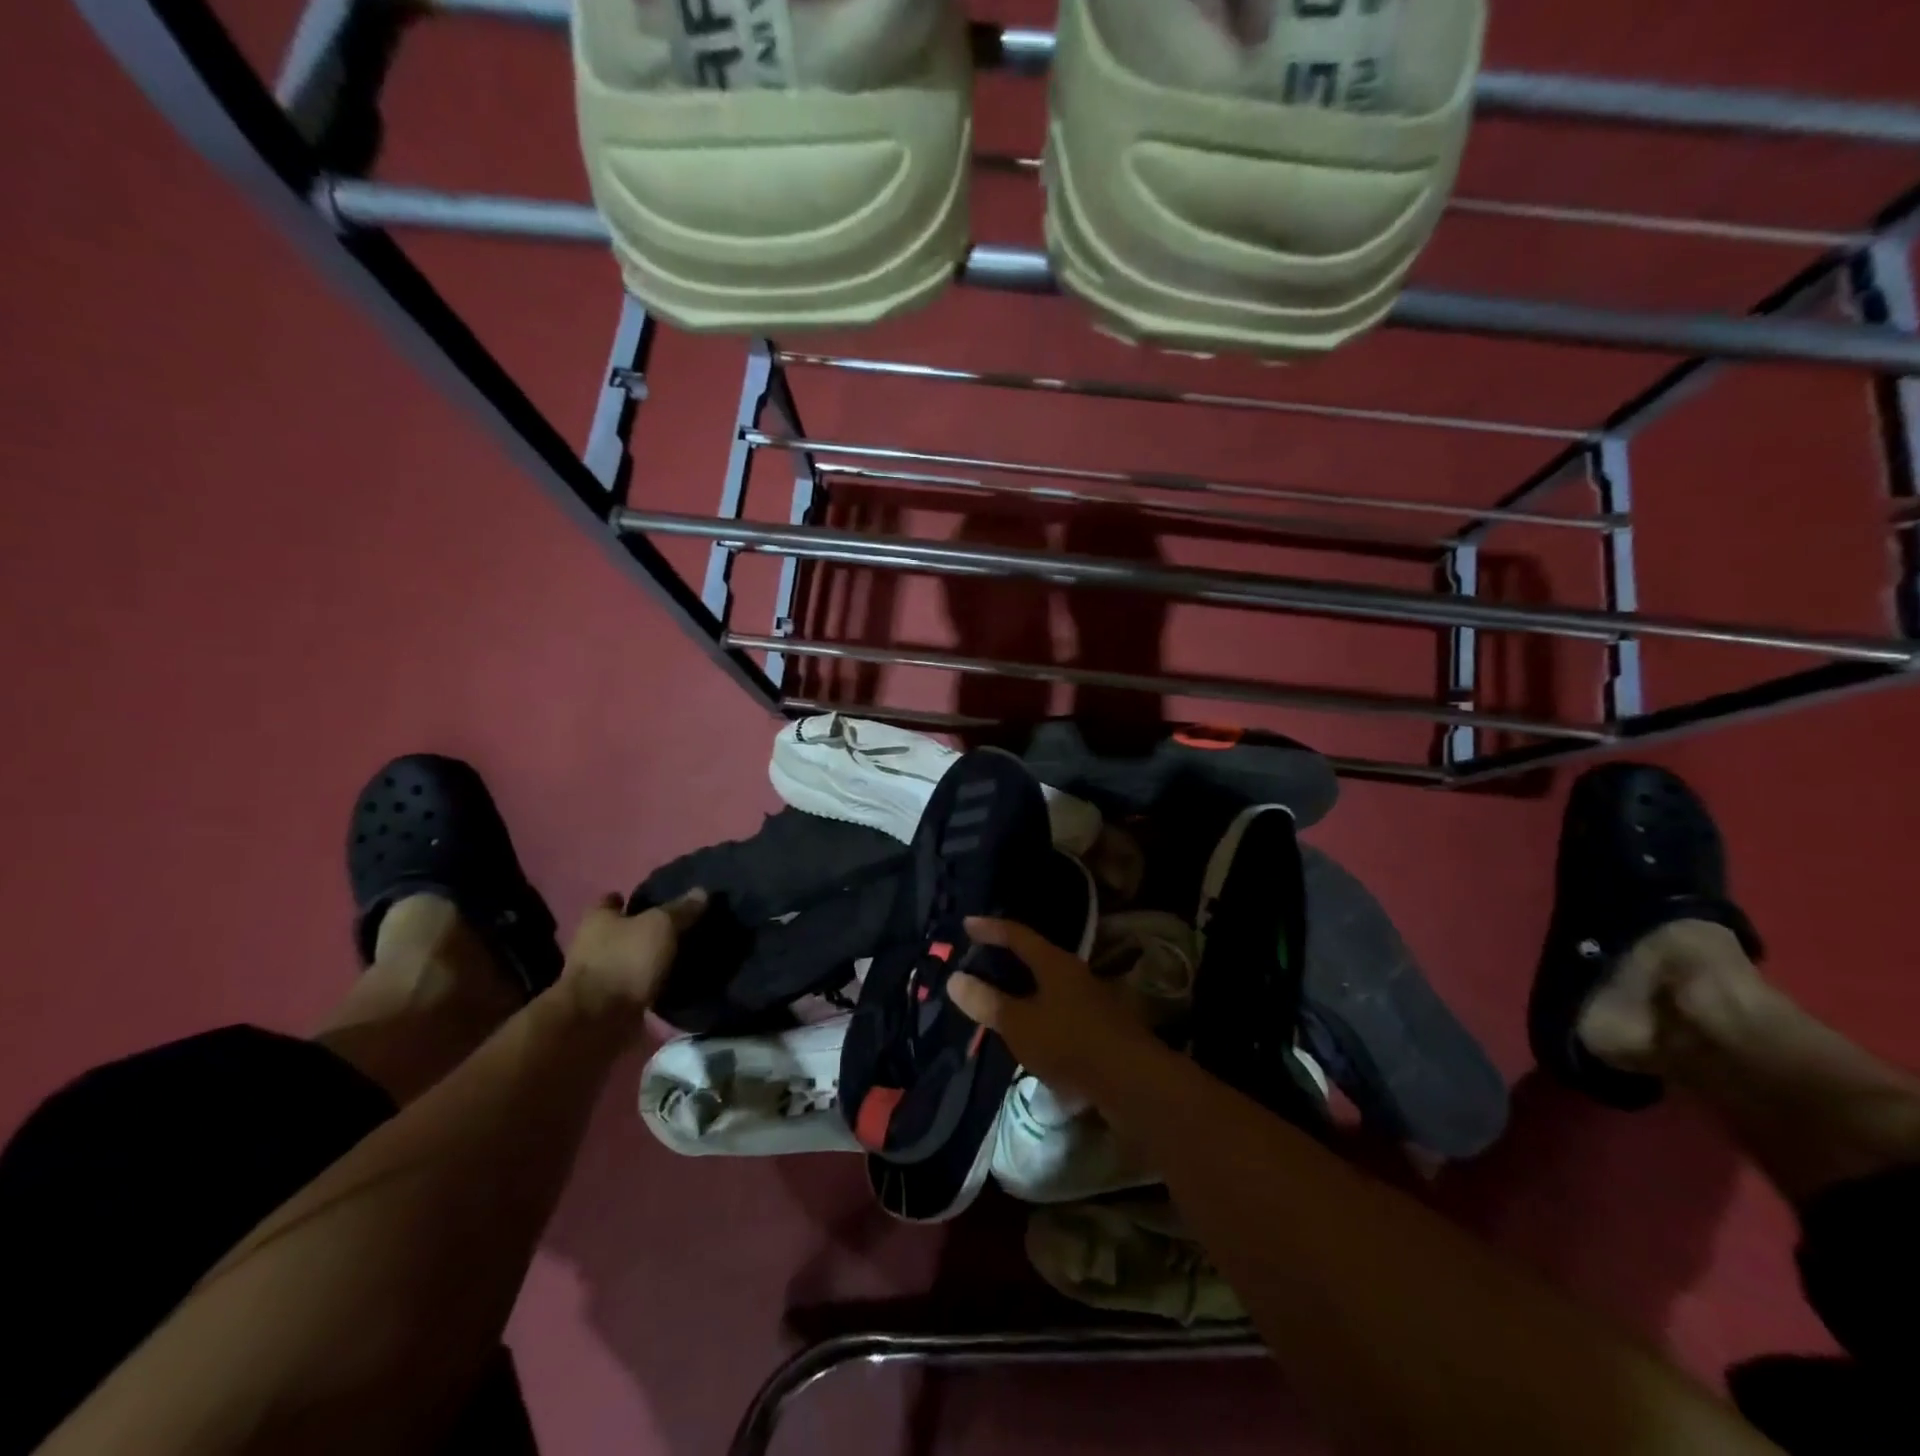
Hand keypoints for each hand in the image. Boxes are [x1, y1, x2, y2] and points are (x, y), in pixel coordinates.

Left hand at [558, 889, 706, 1022]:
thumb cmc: (625, 960)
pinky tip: (673, 981)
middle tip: (676, 926)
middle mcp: (592, 945)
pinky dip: (649, 984)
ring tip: (680, 954)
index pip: (611, 900)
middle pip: (619, 931)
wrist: (598, 1020)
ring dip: (647, 959)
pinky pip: (634, 986)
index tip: (652, 899)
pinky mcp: (609, 1004)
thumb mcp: (660, 926)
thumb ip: (681, 910)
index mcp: (598, 919)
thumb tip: (701, 891)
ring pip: (628, 959)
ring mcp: (599, 976)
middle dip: (642, 930)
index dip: (629, 898)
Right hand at [947, 916, 1157, 1096]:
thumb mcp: (1020, 1024)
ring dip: (1024, 986)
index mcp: (1054, 963)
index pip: (1017, 934)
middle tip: (981, 960)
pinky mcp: (1099, 1025)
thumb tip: (955, 979)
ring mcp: (1091, 999)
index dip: (990, 928)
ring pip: (1049, 984)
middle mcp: (1074, 973)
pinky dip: (1039, 1009)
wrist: (1132, 1080)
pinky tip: (1030, 1029)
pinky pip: (1060, 1007)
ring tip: (1000, 996)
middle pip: (1036, 956)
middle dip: (1008, 957)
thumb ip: (988, 1002)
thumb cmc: (1069, 1043)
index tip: (967, 923)